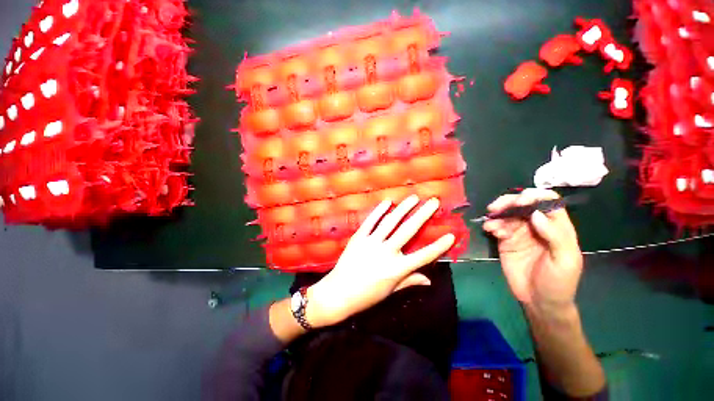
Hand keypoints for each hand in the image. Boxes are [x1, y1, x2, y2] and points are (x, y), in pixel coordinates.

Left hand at [305, 195, 455, 327]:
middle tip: (433, 201)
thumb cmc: (367, 296)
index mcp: (397, 269)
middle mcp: (387, 252)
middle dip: (423, 214)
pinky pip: (370, 221)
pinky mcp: (359, 237)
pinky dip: (379, 211)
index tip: (451, 235)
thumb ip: (410, 281)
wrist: (339, 293)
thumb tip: (429, 279)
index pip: (424, 256)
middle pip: (409, 230)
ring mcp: (372, 242)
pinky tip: (387, 202)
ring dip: (403, 208)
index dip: (439, 246)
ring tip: (413, 198)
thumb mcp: (391, 291)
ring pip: (391, 222)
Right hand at [482, 189, 582, 313]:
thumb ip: (554, 235)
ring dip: (498, 215)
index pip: (547, 202)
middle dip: (509, 202)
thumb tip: (535, 213)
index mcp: (556, 227)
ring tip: (492, 226)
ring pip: (507, 214)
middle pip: (523, 205)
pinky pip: (497, 227)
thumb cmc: (558, 282)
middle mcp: (537, 226)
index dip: (535, 197)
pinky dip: (492, 225)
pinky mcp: (505, 241)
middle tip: (496, 208)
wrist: (539, 301)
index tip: (521, 201)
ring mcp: (520, 233)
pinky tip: (490, 230)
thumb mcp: (565, 260)